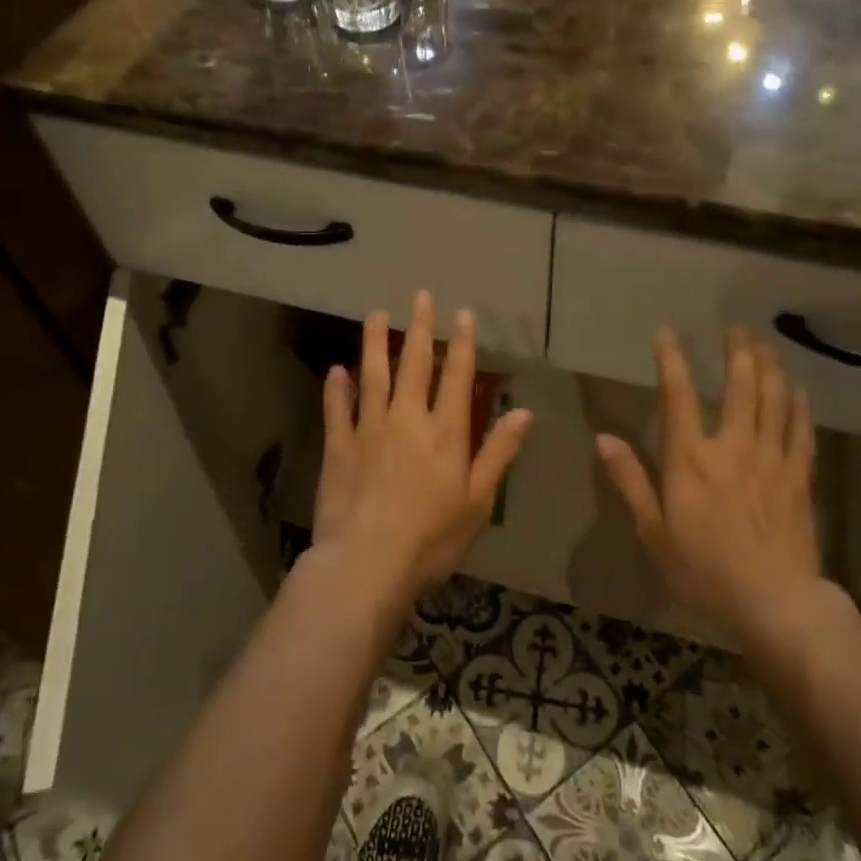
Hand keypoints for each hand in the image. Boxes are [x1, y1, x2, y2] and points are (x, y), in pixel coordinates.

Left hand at [314, 291, 533, 603]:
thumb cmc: (431, 538)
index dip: (461, 344)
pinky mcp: (339, 447)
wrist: (368, 564)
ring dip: (375, 343)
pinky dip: (337, 388)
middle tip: (420, 296)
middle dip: (419, 328)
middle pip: (414, 364)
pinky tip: (336, 369)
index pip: (458, 377)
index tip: (462, 314)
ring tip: (375, 315)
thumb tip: (524, 412)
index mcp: (445, 432)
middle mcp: (407, 419)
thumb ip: (499, 452)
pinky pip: (337, 409)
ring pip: (373, 376)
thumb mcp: (478, 501)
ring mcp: (369, 429)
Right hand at [597, 327, 821, 642]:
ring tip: (767, 346)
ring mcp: (771, 461)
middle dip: (739, 353)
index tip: (668, 333)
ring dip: (771, 369)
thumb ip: (630, 481)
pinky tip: (800, 391)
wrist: (774, 604)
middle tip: (738, 329)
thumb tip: (603, 439)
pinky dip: (800, 408)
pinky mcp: (799, 480)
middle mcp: (732, 447)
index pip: (679, 395)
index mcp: (691, 458)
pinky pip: (802, 434)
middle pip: (740, 387)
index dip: (672, 360)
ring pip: (774, 402)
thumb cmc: (704, 570)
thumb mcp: (653, 531)